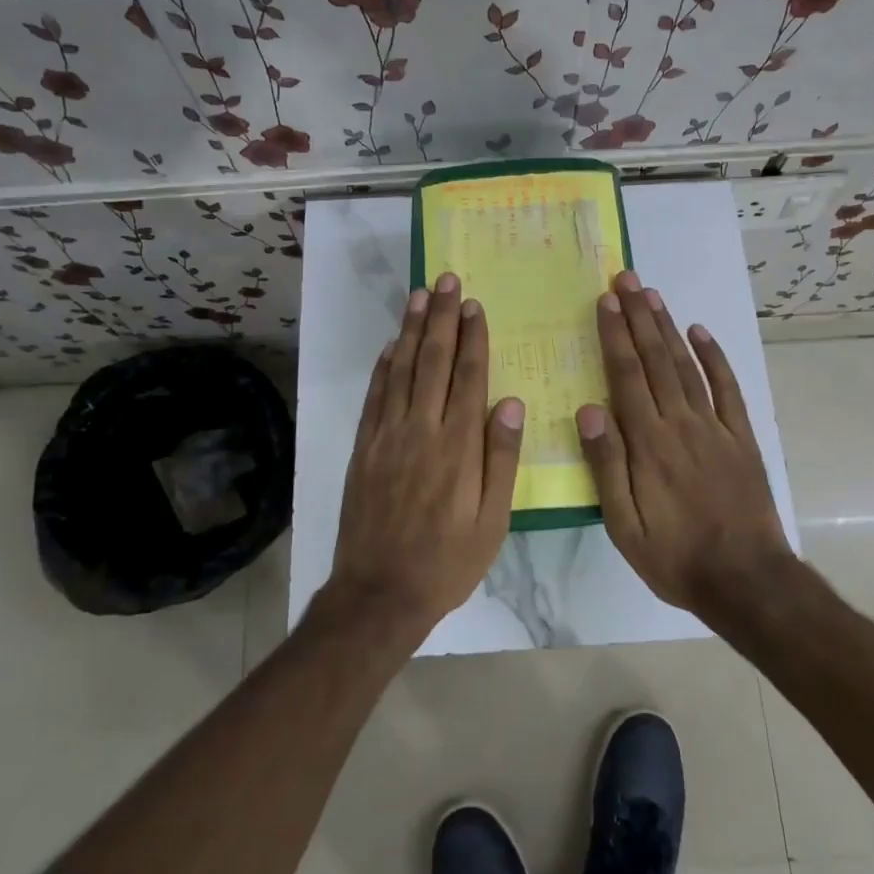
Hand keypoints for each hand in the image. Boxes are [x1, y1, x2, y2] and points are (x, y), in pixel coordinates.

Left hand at [329, 272, 525, 636]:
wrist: (380, 592)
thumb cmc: (447, 560)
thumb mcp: (492, 520)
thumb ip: (501, 458)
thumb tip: (510, 402)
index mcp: (458, 445)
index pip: (467, 376)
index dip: (472, 338)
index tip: (475, 305)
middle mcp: (421, 430)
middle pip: (432, 361)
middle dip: (441, 318)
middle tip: (446, 280)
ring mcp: (387, 437)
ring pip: (400, 370)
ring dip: (410, 330)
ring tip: (419, 296)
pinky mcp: (363, 448)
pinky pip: (374, 397)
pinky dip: (382, 367)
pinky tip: (389, 346)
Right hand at [577, 271, 793, 615]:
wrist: (746, 580)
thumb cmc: (676, 556)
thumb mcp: (625, 525)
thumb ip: (607, 466)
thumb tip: (589, 409)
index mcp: (649, 443)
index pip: (627, 376)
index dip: (615, 336)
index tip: (606, 301)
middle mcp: (681, 423)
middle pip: (656, 360)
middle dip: (639, 317)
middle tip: (627, 280)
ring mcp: (715, 428)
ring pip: (687, 366)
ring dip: (669, 328)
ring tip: (653, 295)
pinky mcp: (741, 438)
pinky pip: (728, 389)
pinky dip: (714, 358)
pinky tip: (701, 333)